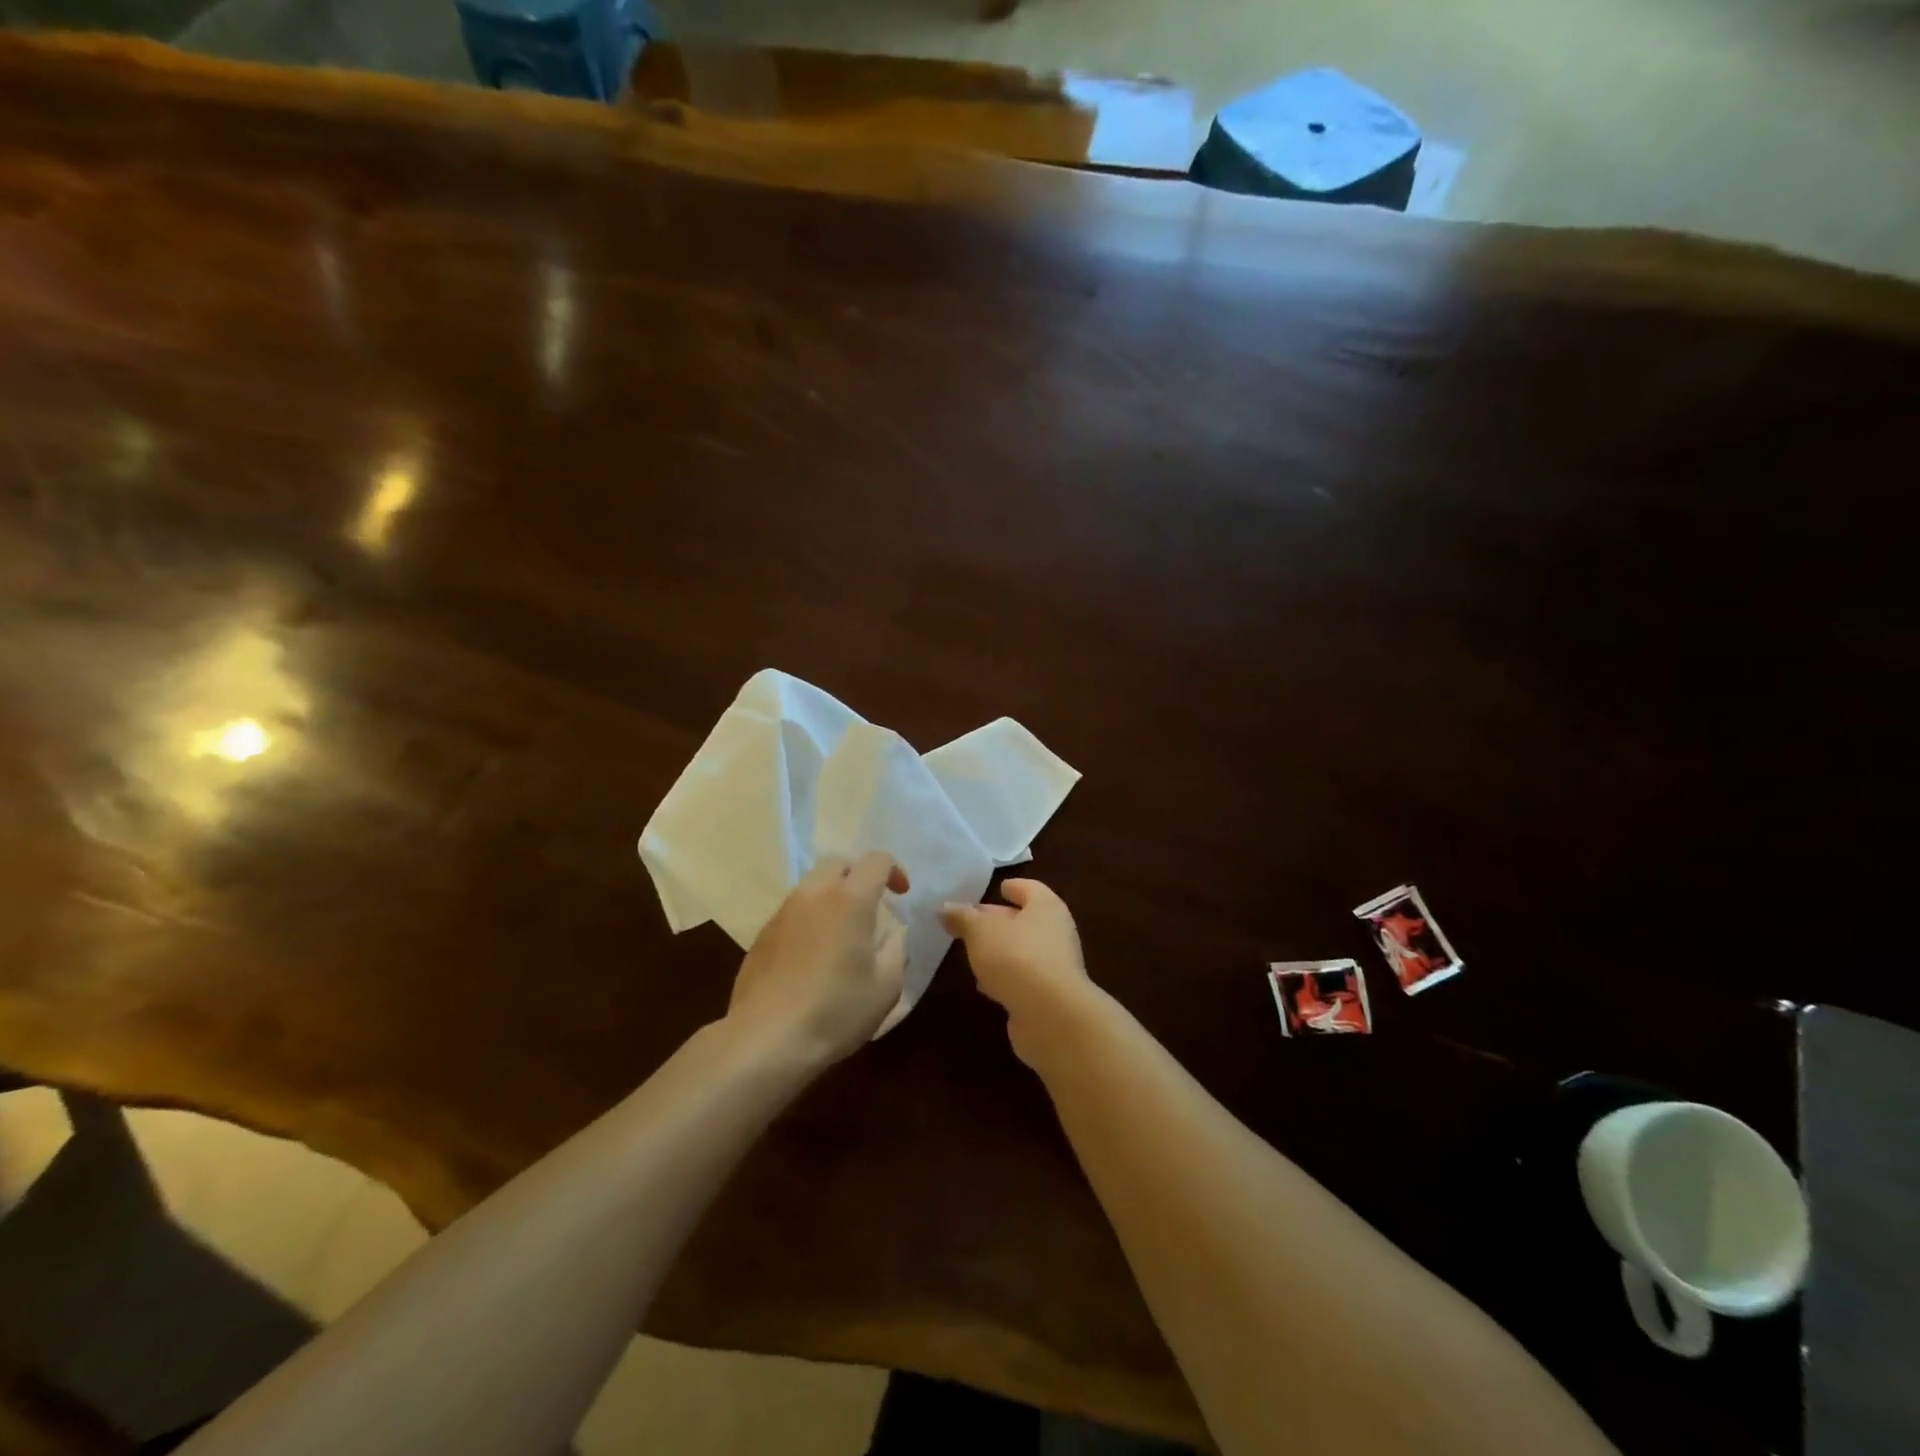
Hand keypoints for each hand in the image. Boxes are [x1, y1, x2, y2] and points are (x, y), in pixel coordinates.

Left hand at [728, 852, 909, 1066]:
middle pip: (838, 863)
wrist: (766, 1039)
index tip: (902, 895)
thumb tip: (893, 935)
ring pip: (812, 885)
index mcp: (850, 899)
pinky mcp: (762, 934)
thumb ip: (896, 950)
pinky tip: (813, 955)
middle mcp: (814, 894)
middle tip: (871, 906)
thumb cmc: (836, 1010)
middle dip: (859, 876)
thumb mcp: (886, 986)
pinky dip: (810, 918)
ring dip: (832, 896)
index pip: (876, 860)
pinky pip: (793, 911)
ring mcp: (783, 912)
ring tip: (842, 932)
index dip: (894, 870)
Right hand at [941, 879, 1090, 1066]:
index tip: (996, 889)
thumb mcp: (980, 930)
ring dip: (1000, 951)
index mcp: (1046, 906)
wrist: (1050, 1015)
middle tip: (970, 923)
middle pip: (1025, 920)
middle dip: (998, 921)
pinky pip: (1023, 978)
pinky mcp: (1049, 995)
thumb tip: (945, 908)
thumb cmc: (1016, 956)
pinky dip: (1005, 977)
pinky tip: (984, 985)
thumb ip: (962, 917)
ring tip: (972, 953)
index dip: (1011, 887)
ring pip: (1023, 950)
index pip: (1029, 888)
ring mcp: (1055, 965)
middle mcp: (1056, 932)